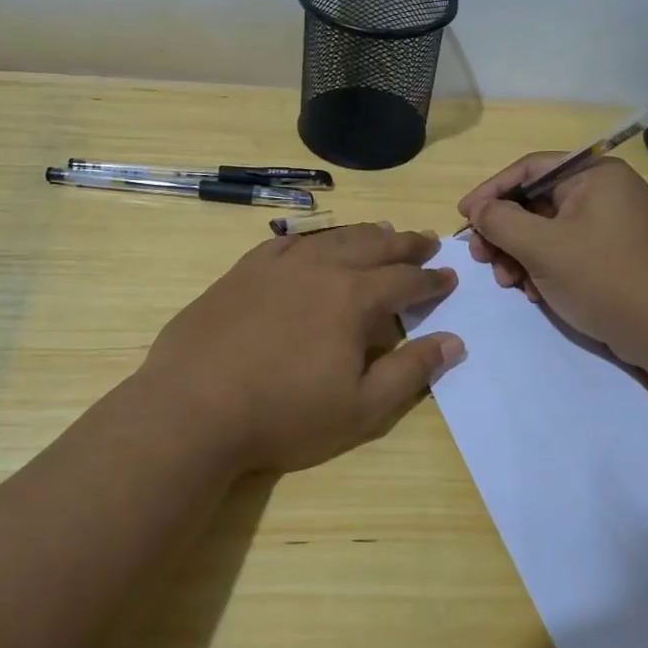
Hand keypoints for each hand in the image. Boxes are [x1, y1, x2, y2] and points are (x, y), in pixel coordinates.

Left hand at [138, 224, 463, 473]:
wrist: (193, 407)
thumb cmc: (284, 414)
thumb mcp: (361, 407)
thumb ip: (411, 371)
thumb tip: (454, 342)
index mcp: (353, 297)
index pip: (405, 280)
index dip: (431, 280)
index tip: (449, 277)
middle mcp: (320, 268)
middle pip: (373, 246)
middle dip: (404, 244)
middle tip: (425, 242)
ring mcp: (277, 265)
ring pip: (332, 238)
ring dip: (364, 234)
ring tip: (382, 232)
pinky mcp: (242, 271)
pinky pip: (286, 242)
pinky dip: (312, 239)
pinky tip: (315, 243)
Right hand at [458, 155, 647, 369]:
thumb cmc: (605, 278)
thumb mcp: (543, 248)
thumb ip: (501, 222)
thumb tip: (478, 210)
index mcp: (594, 175)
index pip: (528, 170)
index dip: (490, 191)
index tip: (463, 217)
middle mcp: (603, 191)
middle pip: (535, 201)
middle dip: (504, 232)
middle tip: (482, 258)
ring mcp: (609, 224)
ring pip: (546, 230)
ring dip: (519, 254)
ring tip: (508, 283)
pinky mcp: (611, 254)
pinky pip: (564, 249)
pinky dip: (542, 267)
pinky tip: (533, 292)